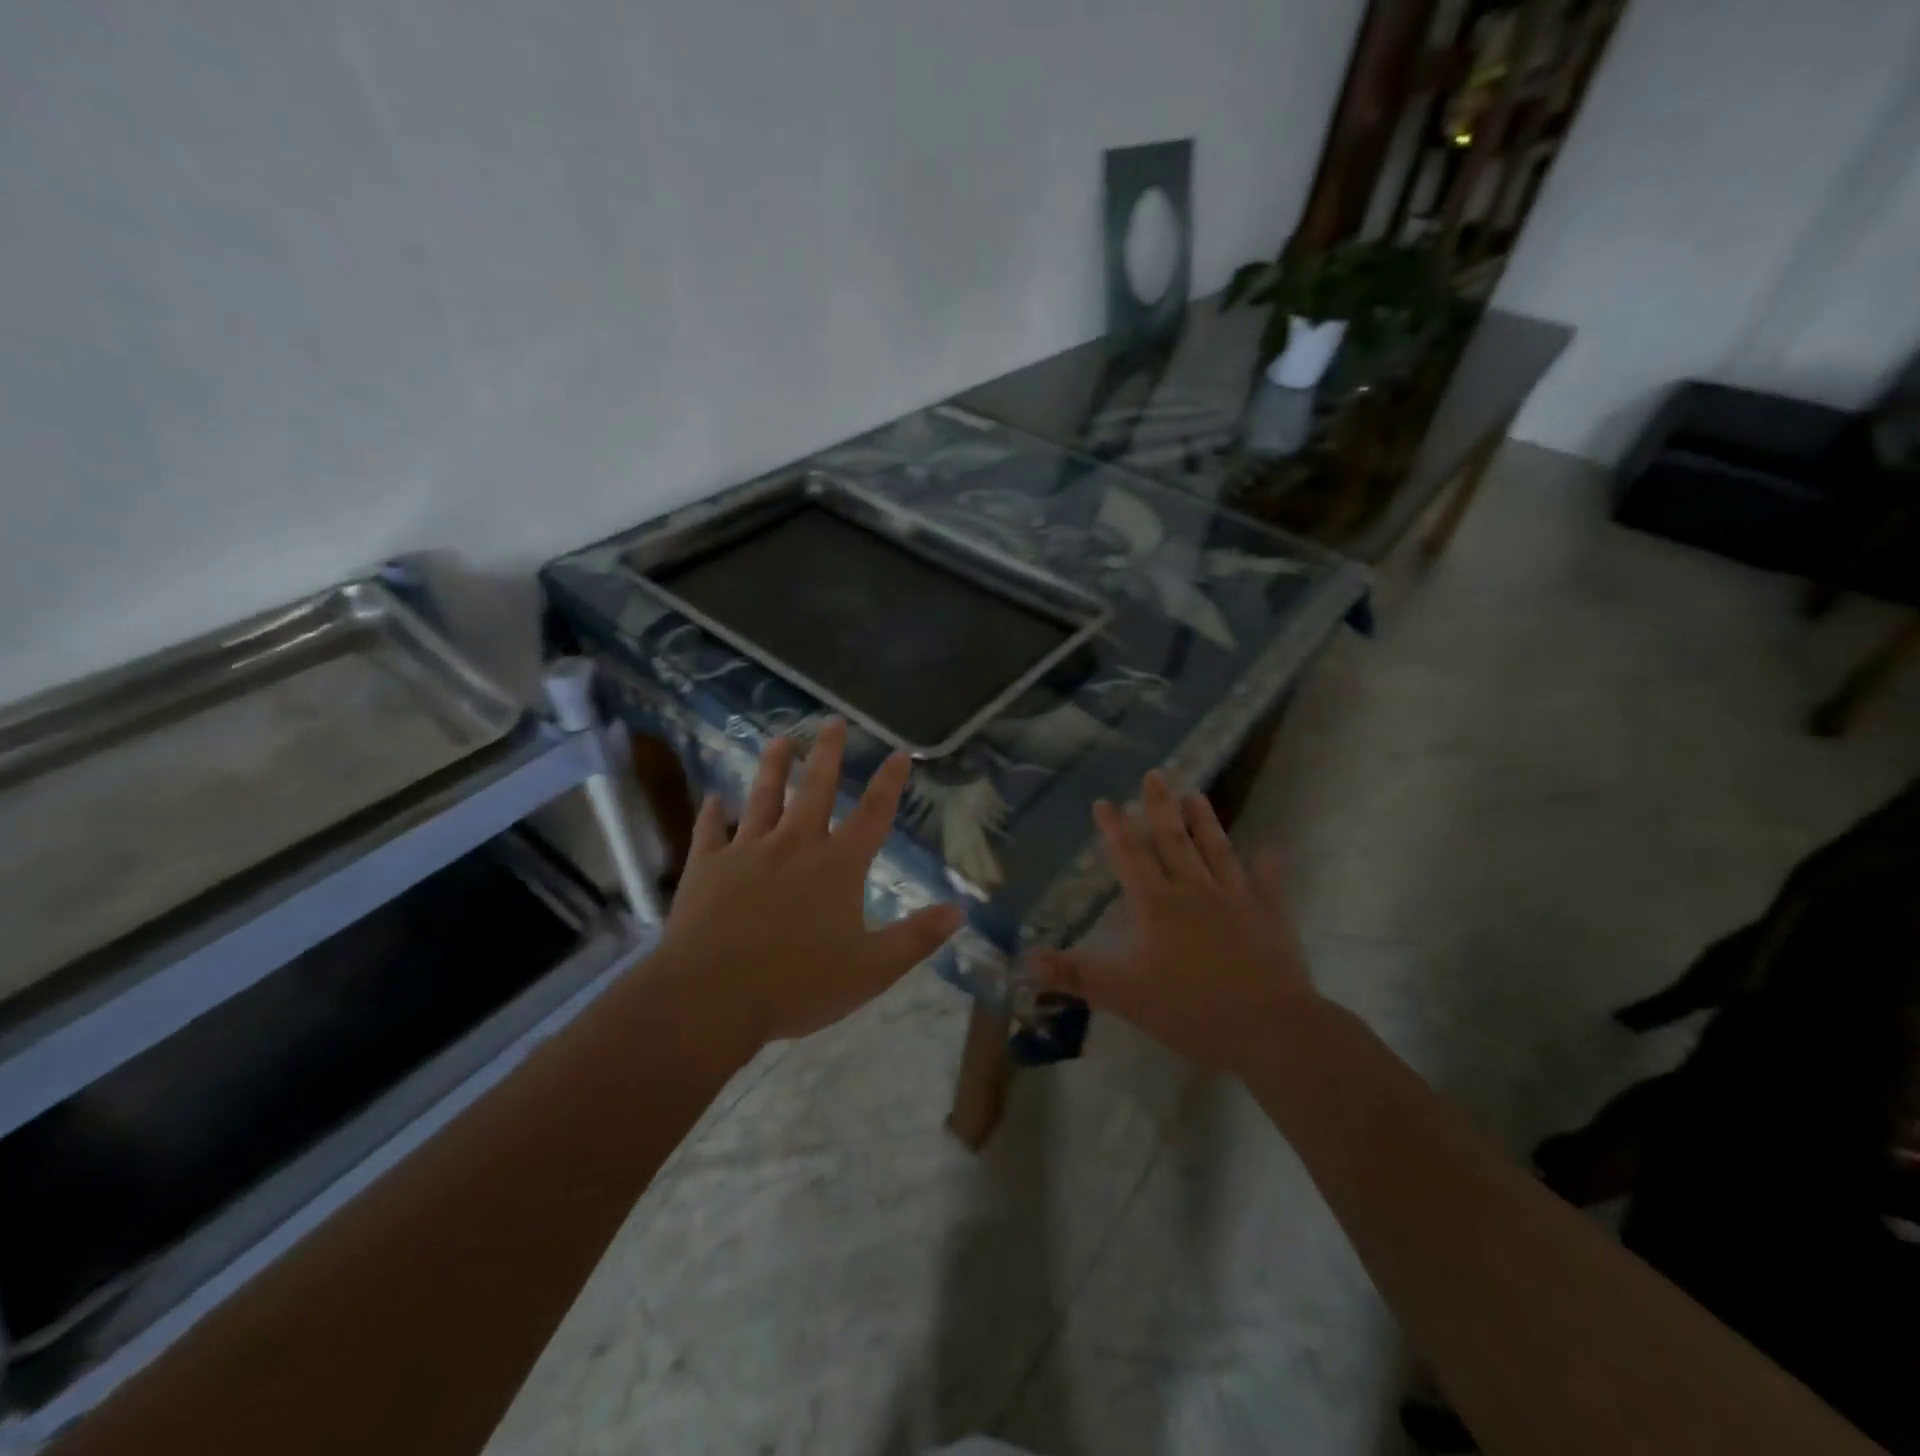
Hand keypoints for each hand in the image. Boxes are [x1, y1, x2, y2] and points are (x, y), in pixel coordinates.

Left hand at [655, 719, 963, 1050]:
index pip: (872, 814)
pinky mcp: (707, 867)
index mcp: (836, 866)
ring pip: (763, 797)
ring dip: (773, 766)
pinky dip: (713, 814)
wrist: (711, 998)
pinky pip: (710, 831)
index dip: (889, 783)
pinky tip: (714, 798)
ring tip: (780, 739)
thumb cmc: (798, 985)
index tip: (899, 753)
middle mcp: (794, 846)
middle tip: (832, 721)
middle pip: (815, 789)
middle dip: (827, 753)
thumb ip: (916, 938)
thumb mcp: (871, 970)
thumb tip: (959, 910)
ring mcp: (746, 852)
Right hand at [1032, 770, 1319, 1075]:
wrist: (1268, 1027)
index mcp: (1157, 905)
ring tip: (1196, 794)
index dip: (1114, 829)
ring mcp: (1236, 899)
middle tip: (1155, 775)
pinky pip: (1267, 885)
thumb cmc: (1189, 1008)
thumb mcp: (1122, 995)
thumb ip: (1075, 974)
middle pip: (1173, 841)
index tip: (1104, 801)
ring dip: (1204, 822)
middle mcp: (1194, 891)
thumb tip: (1026, 959)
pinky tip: (1270, 851)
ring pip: (1216, 851)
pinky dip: (1267, 867)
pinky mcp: (1269, 917)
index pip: (1130, 857)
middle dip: (1159, 807)